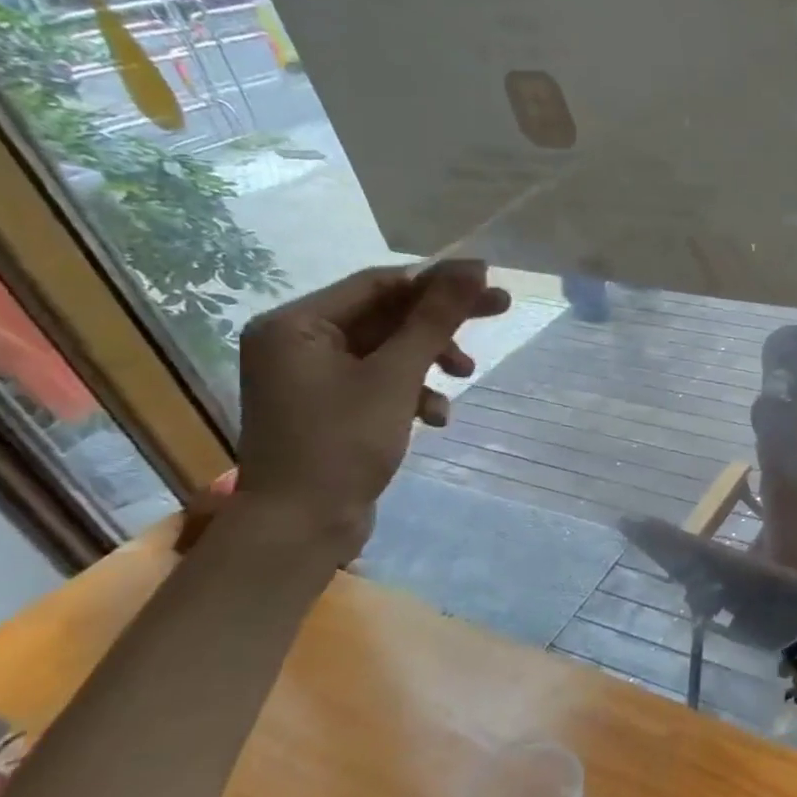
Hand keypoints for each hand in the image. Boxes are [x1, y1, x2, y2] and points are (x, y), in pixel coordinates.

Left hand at [232, 261, 509, 556]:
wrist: (301, 527)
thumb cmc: (342, 443)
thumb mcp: (396, 376)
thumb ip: (434, 320)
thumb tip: (472, 268)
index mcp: (296, 325)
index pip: (378, 285)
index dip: (436, 280)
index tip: (488, 281)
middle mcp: (297, 343)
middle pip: (386, 315)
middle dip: (441, 322)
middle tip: (500, 308)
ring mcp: (313, 377)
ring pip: (388, 350)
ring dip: (431, 360)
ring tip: (466, 376)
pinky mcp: (331, 407)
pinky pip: (380, 381)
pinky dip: (412, 391)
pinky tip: (435, 417)